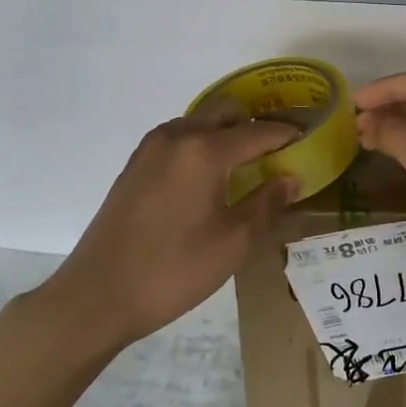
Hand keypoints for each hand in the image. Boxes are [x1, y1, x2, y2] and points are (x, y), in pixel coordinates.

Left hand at [55, 101, 297, 344]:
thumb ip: (266, 204)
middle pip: (225, 111)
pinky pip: (178, 138)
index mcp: (204, 151)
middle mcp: (176, 137)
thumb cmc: (173, 270)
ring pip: (198, 121)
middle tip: (277, 147)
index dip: (286, 134)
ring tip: (246, 162)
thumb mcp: (232, 243)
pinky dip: (201, 143)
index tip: (308, 137)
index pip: (257, 132)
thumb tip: (291, 179)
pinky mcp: (135, 165)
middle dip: (254, 123)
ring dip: (225, 131)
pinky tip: (209, 175)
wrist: (97, 295)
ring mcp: (150, 149)